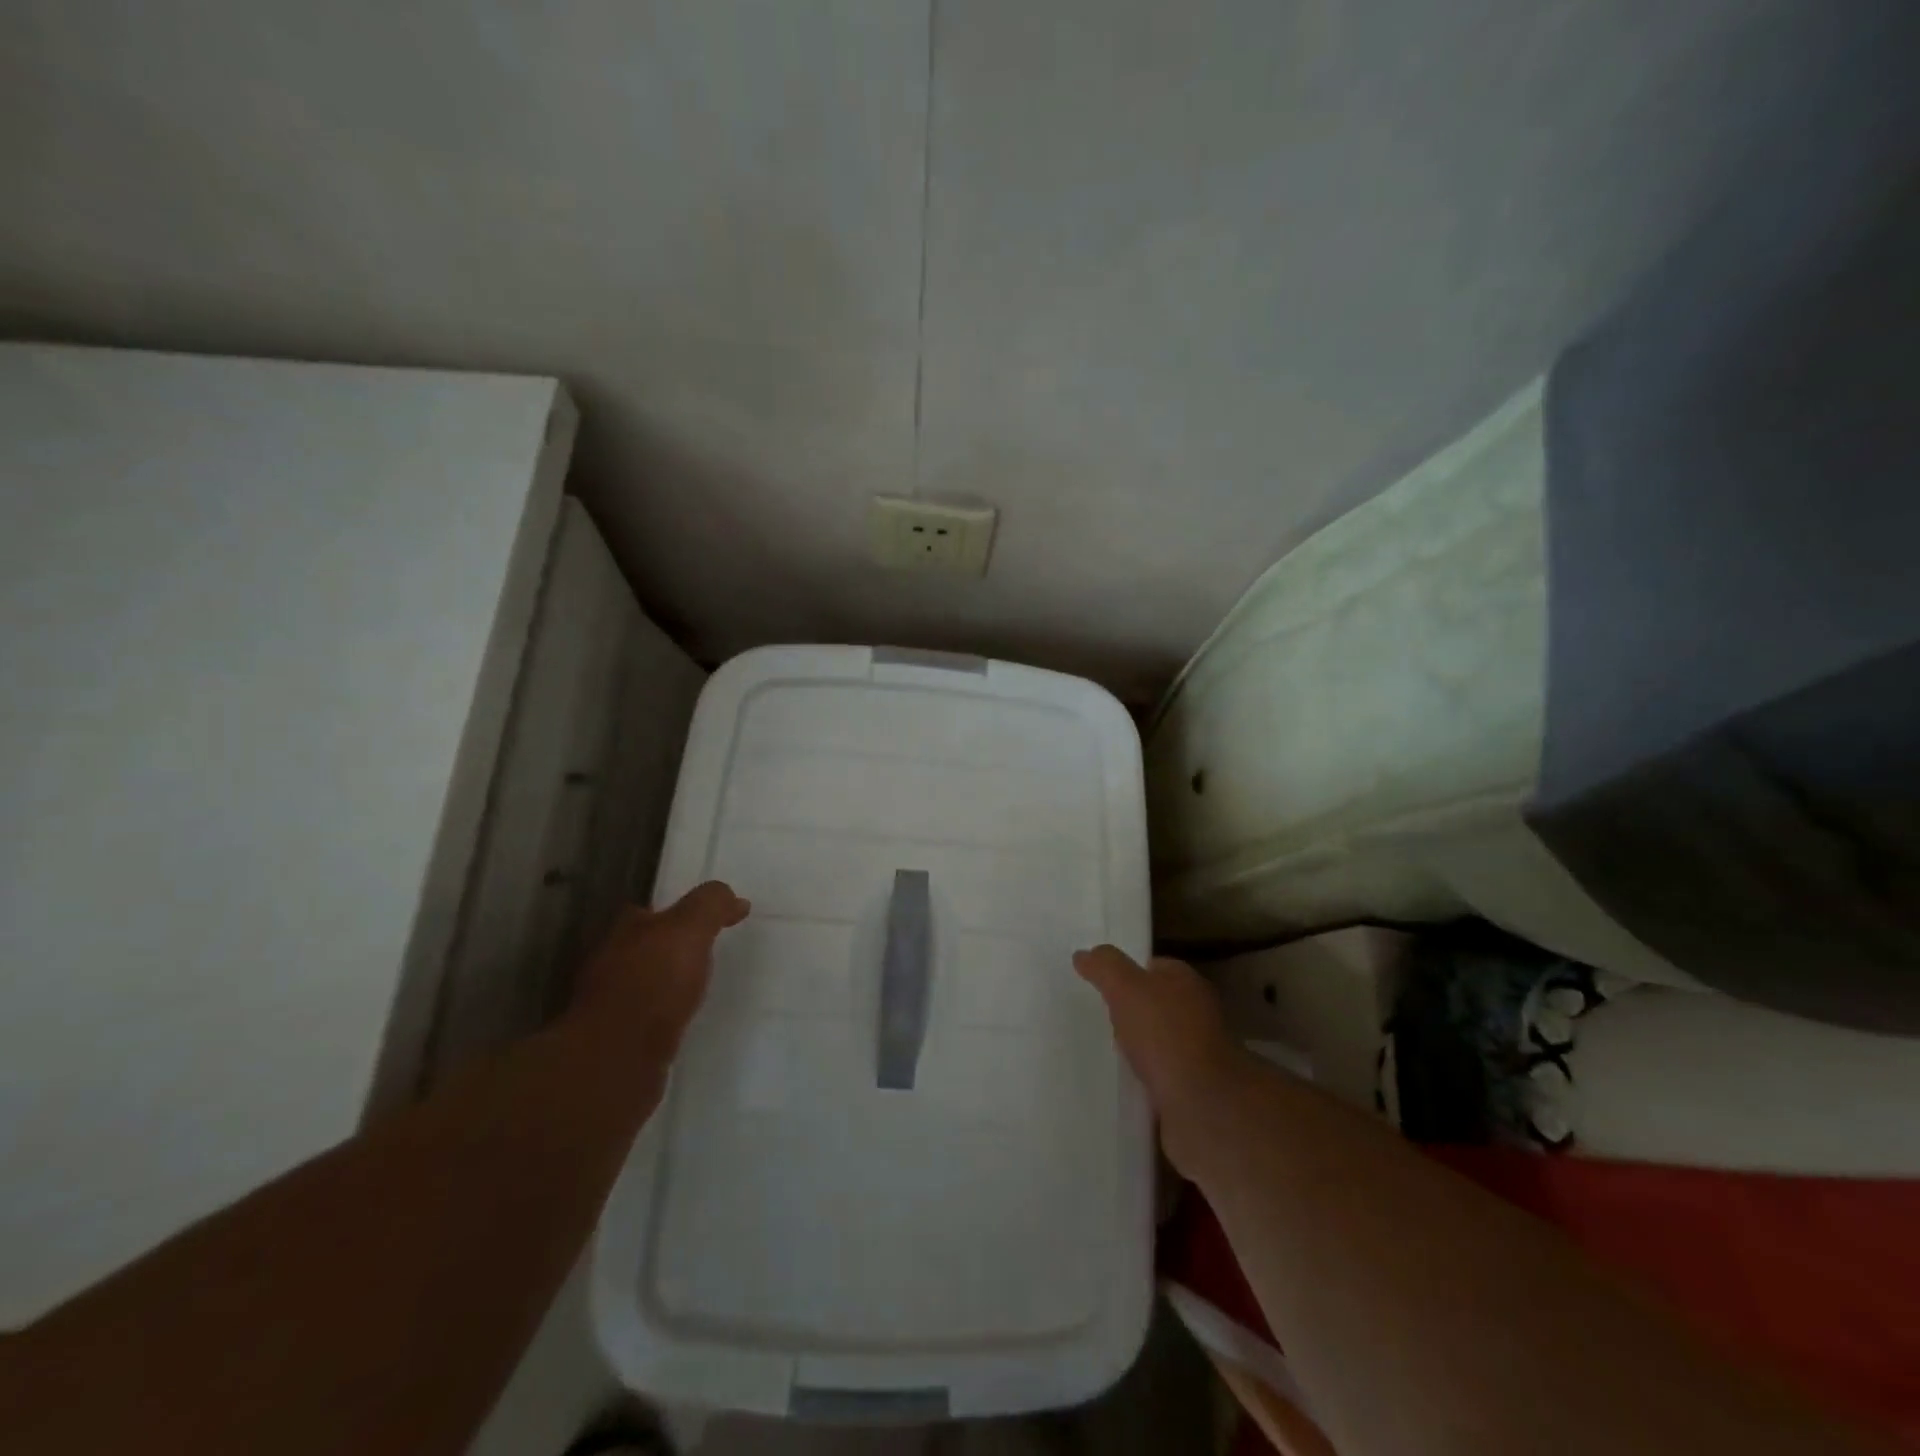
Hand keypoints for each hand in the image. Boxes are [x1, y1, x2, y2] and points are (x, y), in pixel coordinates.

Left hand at [571, 881, 749, 1060]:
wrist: (618, 1057)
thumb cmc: (654, 982)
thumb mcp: (690, 929)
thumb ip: (710, 905)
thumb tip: (733, 897)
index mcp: (624, 931)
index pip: (648, 912)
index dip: (677, 914)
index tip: (706, 923)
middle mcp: (608, 962)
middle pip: (642, 947)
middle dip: (667, 949)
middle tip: (703, 954)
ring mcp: (607, 1003)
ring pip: (640, 983)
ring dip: (662, 984)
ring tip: (694, 990)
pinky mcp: (614, 1040)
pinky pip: (642, 1017)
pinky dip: (658, 1015)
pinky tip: (677, 1022)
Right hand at [1074, 945, 1243, 1174]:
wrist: (1203, 1106)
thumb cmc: (1165, 1034)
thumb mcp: (1126, 987)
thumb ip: (1104, 967)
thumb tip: (1083, 954)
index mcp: (1186, 982)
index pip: (1153, 966)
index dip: (1127, 971)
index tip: (1098, 983)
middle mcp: (1197, 1014)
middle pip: (1156, 1005)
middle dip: (1130, 1011)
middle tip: (1097, 1018)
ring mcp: (1197, 1055)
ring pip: (1157, 1043)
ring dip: (1136, 1049)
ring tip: (1103, 1053)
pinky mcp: (1192, 1091)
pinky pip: (1159, 1078)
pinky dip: (1142, 1080)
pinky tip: (1121, 1084)